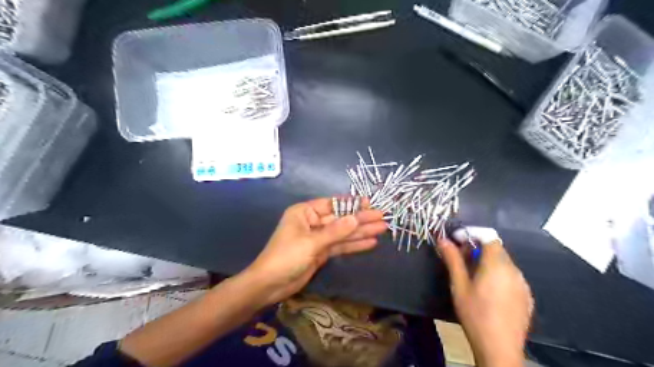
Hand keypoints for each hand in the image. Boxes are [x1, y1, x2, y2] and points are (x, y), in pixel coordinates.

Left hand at [245, 198, 386, 305]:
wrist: (270, 285)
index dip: (351, 204)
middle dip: (360, 219)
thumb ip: (335, 231)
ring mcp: (318, 238)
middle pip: (340, 219)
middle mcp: (312, 222)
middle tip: (382, 217)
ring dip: (361, 232)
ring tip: (382, 229)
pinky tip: (370, 242)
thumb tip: (356, 218)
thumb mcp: (311, 242)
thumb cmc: (286, 257)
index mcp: (304, 212)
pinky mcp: (321, 252)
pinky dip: (354, 245)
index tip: (369, 204)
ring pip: (342, 233)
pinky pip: (340, 246)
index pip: (332, 204)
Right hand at [436, 232, 532, 366]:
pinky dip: (498, 274)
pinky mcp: (526, 296)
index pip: (488, 236)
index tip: (456, 241)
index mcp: (497, 264)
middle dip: (477, 248)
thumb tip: (443, 240)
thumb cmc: (475, 314)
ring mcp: (523, 283)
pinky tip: (488, 291)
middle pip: (496, 249)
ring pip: (504, 262)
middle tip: (461, 260)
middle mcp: (514, 270)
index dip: (472, 234)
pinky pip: (511, 276)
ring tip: (473, 277)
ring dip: (487, 261)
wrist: (499, 349)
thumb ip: (452, 259)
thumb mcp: (459, 285)